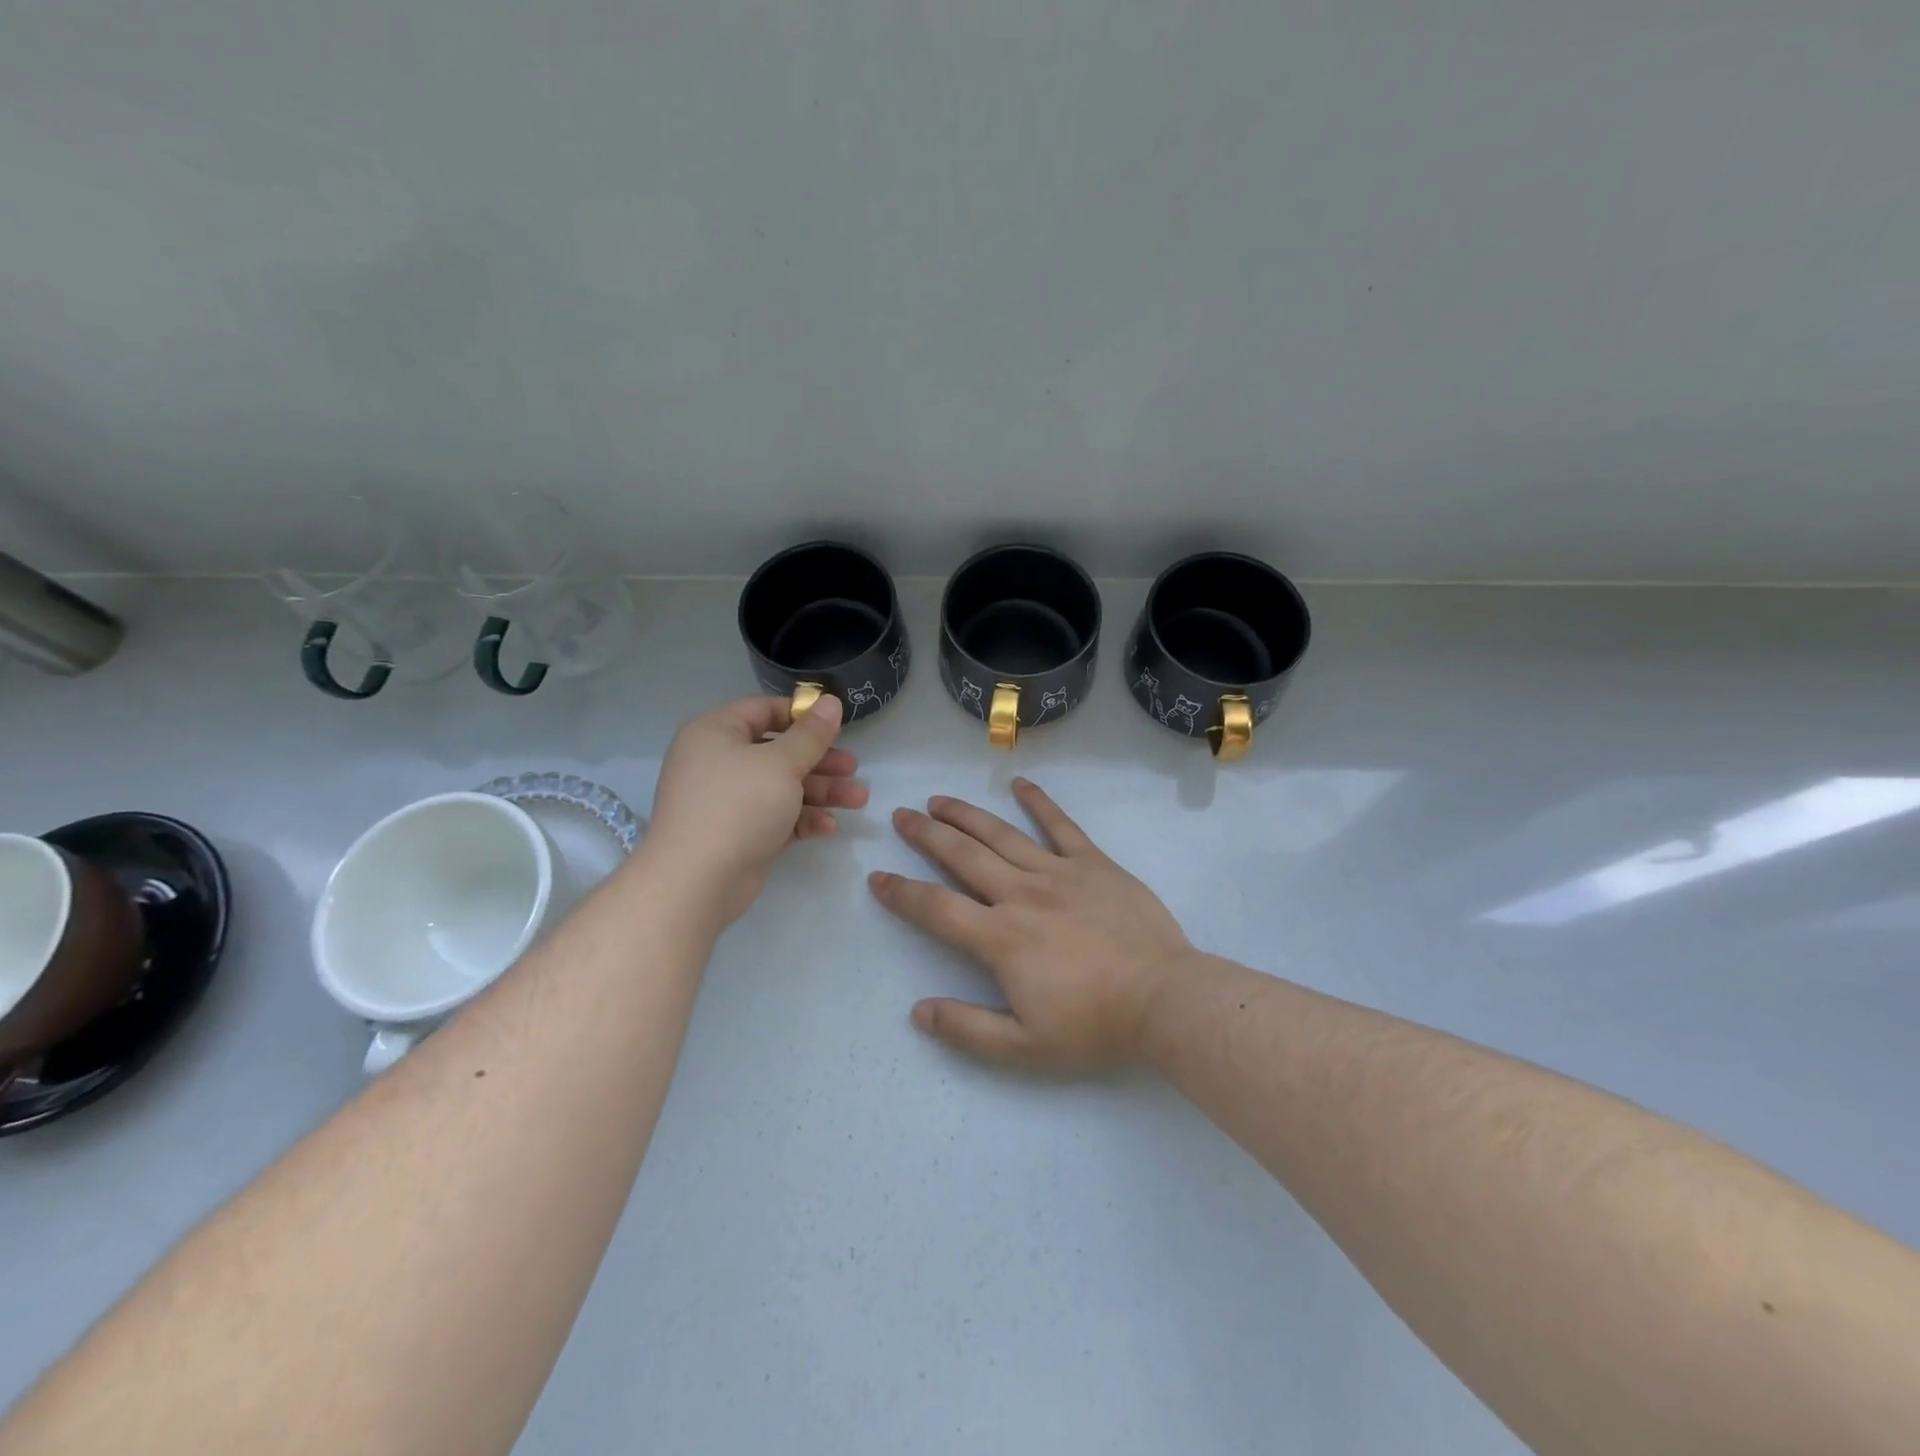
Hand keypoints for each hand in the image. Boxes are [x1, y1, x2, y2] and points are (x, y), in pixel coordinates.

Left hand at [646, 695, 865, 924]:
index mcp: (716, 733)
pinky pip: (776, 817)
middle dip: (820, 761)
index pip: (763, 711)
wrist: (697, 881)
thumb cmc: (738, 805)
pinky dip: (802, 819)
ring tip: (858, 799)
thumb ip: (811, 734)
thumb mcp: (781, 763)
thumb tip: (831, 701)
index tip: (836, 727)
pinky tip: (829, 827)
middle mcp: (718, 762)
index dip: (801, 716)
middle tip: (853, 768)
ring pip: (782, 787)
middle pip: (778, 752)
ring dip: (821, 792)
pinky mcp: (739, 834)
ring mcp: (728, 801)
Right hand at [869, 778, 1193, 1071]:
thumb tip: (918, 1011)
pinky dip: (1039, 803)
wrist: (1165, 1000)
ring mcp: (1059, 873)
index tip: (877, 877)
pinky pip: (1061, 826)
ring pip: (1001, 834)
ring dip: (966, 814)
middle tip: (901, 815)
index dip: (902, 893)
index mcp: (1000, 938)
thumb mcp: (1025, 1047)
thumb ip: (967, 1029)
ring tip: (939, 800)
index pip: (936, 908)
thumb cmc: (1095, 1026)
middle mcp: (1021, 895)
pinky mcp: (1094, 864)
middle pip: (963, 856)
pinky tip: (1019, 785)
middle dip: (926, 835)